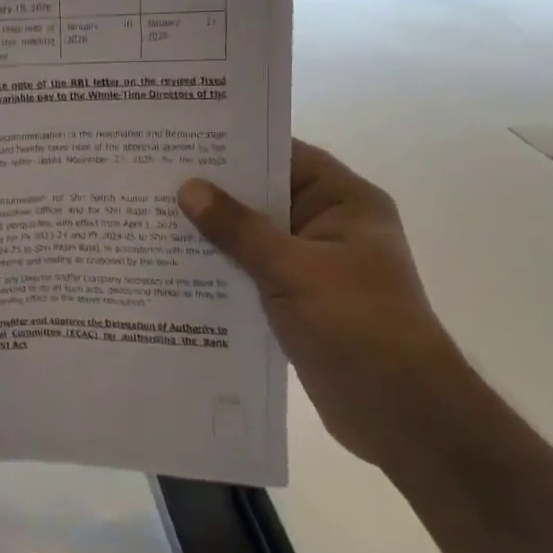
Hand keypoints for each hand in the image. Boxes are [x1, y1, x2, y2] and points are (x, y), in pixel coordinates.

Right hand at [178, 138, 483, 470]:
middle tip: (156, 178)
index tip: (185, 140)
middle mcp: (328, 227)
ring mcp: (312, 267)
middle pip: (265, 198)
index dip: (238, 147)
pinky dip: (222, 270)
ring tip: (154, 218)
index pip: (286, 156)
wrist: (399, 412)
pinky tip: (176, 268)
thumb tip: (189, 188)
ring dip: (214, 235)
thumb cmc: (357, 324)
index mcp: (344, 203)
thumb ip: (239, 229)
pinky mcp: (297, 302)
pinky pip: (252, 274)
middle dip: (215, 193)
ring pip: (254, 239)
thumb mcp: (293, 269)